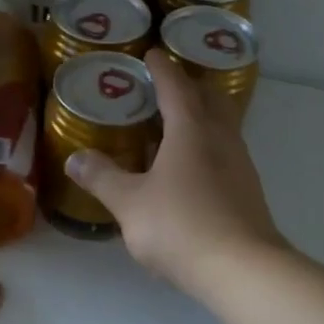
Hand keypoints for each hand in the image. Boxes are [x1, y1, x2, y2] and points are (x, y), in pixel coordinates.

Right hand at [64, 48, 284, 297]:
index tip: (151, 54)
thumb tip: (75, 158)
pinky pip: (225, 151)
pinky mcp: (248, 189)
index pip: (176, 86)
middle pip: (209, 98)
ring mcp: (240, 163)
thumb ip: (102, 178)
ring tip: (172, 127)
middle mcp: (221, 138)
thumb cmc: (181, 226)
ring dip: (200, 117)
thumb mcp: (129, 203)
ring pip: (221, 125)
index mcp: (191, 130)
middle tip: (163, 88)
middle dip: (188, 87)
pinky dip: (207, 146)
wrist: (242, 269)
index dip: (161, 68)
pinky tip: (189, 169)